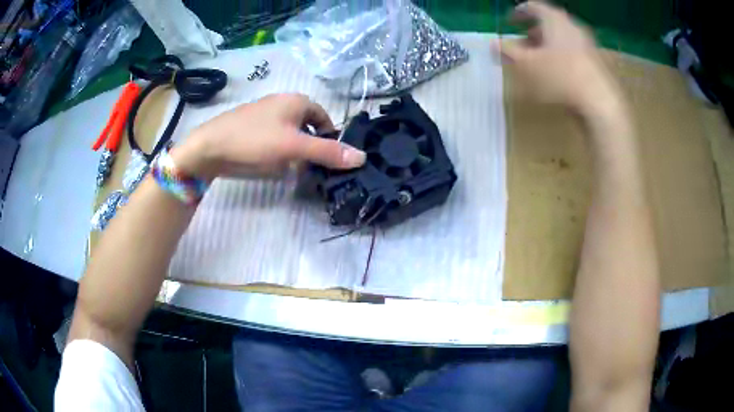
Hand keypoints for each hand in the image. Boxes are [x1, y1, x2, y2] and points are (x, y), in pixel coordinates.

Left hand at [171, 93, 365, 179]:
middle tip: (310, 168)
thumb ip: (328, 152)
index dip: (330, 138)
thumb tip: (362, 157)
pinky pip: (275, 138)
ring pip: (291, 134)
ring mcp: (265, 114)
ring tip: (291, 169)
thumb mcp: (294, 147)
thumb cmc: (255, 141)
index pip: (325, 118)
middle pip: (308, 126)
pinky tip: (272, 164)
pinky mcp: (252, 128)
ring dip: (295, 151)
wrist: (209, 148)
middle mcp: (282, 102)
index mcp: (297, 100)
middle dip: (311, 146)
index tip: (329, 160)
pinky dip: (279, 151)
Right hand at [498, 2, 623, 118]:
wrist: (600, 103)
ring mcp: (587, 44)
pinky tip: (557, 72)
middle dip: (533, 32)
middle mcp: (572, 26)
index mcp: (554, 19)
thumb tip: (493, 44)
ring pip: (562, 38)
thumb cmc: (560, 77)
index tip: (509, 22)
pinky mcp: (596, 61)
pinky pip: (573, 51)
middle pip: (549, 22)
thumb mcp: (526, 64)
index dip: (518, 12)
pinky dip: (561, 55)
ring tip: (538, 60)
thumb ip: (507, 51)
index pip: (533, 7)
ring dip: (547, 45)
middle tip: (522, 43)